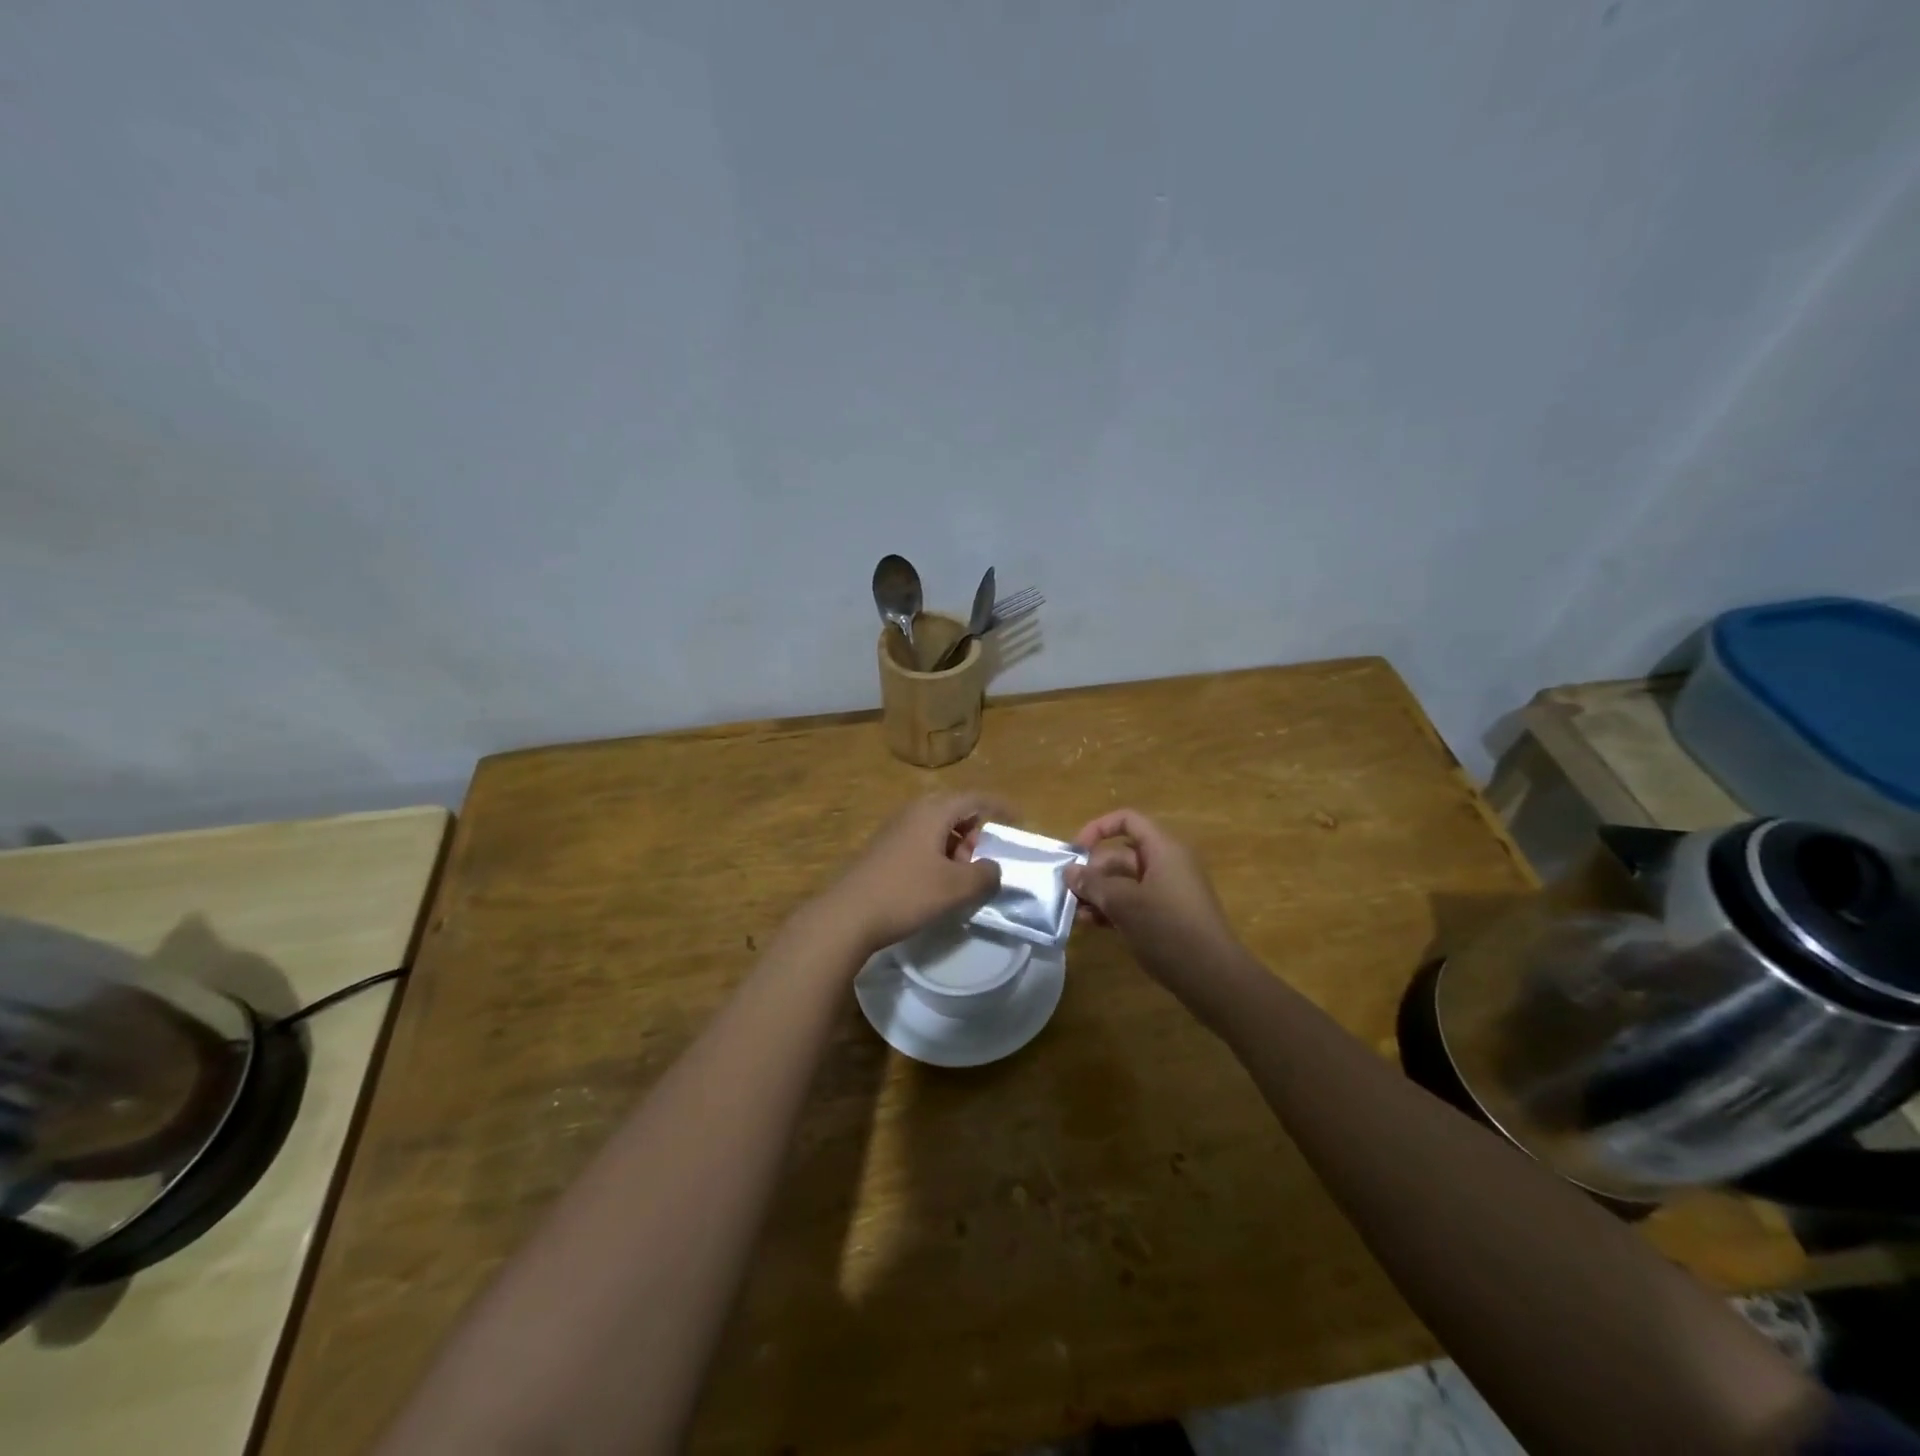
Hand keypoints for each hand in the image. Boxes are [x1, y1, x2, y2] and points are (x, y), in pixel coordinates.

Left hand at [817, 793, 1007, 956]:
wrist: (847, 915)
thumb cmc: (906, 893)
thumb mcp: (955, 887)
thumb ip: (984, 875)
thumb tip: (993, 868)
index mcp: (933, 811)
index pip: (975, 798)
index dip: (1000, 807)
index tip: (1020, 820)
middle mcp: (913, 812)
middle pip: (955, 811)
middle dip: (975, 832)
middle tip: (984, 859)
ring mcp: (894, 830)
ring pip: (937, 828)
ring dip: (956, 846)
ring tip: (962, 876)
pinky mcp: (883, 849)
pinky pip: (921, 841)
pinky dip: (938, 855)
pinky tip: (936, 884)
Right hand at [1066, 808, 1238, 980]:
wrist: (1213, 977)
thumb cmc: (1168, 929)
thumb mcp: (1123, 903)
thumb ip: (1093, 884)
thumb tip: (1069, 871)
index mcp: (1163, 849)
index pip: (1127, 820)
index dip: (1098, 829)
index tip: (1075, 852)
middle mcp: (1168, 864)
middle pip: (1122, 855)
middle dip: (1092, 871)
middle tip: (1067, 891)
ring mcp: (1169, 892)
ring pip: (1125, 882)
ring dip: (1099, 893)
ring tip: (1075, 912)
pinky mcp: (1168, 916)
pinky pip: (1135, 902)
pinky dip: (1113, 909)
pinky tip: (1091, 924)